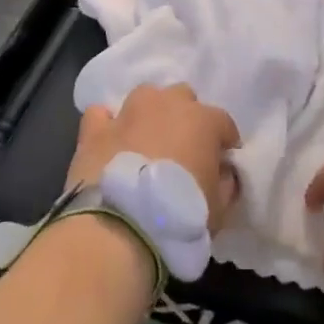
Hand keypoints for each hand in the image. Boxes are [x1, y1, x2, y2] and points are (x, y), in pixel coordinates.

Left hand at [68, 84, 241, 230]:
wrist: (121, 226)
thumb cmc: (180, 216)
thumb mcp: (219, 210)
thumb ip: (226, 184)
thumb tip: (224, 174)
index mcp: (203, 121)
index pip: (223, 122)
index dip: (224, 142)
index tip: (221, 163)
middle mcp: (167, 104)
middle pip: (183, 98)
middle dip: (185, 118)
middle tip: (182, 150)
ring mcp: (129, 112)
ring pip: (145, 97)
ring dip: (149, 114)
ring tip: (147, 142)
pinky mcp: (96, 128)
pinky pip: (102, 115)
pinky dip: (107, 125)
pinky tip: (110, 142)